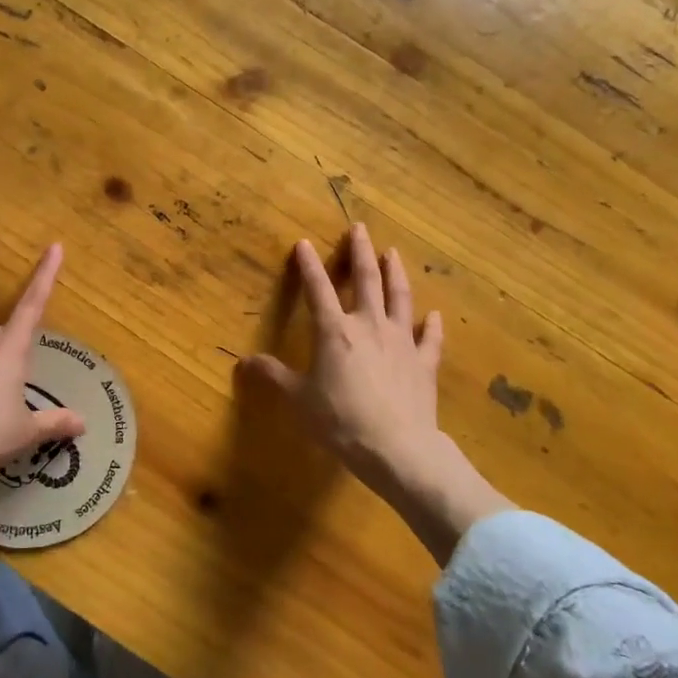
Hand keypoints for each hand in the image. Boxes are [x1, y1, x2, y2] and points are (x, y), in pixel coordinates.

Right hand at [240, 223, 510, 563]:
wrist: (398, 448)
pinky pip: (430, 338)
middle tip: (360, 228)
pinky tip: (434, 315)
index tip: (303, 243)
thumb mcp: (298, 400)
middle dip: (361, 252)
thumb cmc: (341, 421)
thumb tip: (244, 362)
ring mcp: (401, 342)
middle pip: (367, 280)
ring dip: (396, 273)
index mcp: (335, 332)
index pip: (318, 290)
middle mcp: (369, 326)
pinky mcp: (424, 363)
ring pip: (400, 298)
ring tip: (393, 252)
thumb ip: (273, 377)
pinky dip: (432, 325)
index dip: (309, 265)